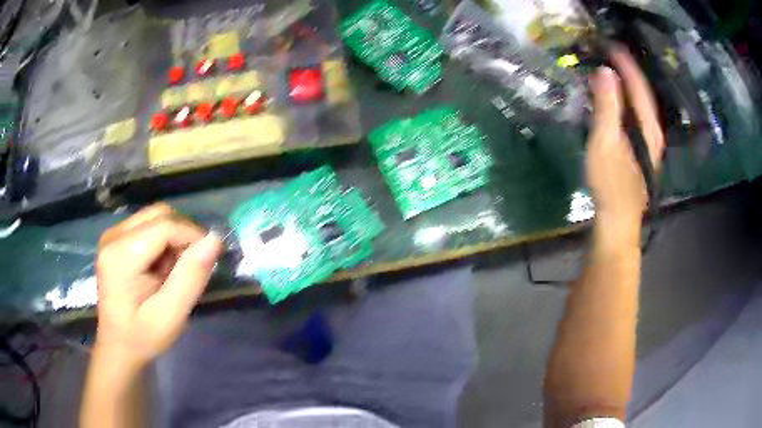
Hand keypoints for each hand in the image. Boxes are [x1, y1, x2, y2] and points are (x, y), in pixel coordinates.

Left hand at [94, 203, 223, 366]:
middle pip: (160, 214)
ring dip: (174, 237)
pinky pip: (148, 225)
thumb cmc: (143, 337)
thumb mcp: (170, 317)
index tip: (209, 261)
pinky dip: (163, 240)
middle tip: (190, 268)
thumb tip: (214, 240)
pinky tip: (161, 265)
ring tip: (174, 269)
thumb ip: (190, 278)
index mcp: (120, 255)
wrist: (117, 346)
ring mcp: (113, 234)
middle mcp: (113, 235)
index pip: (165, 225)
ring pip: (155, 216)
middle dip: (183, 235)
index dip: (193, 236)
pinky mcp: (116, 238)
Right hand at [586, 48, 664, 235]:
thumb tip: (605, 72)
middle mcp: (653, 130)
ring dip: (628, 83)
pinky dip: (627, 98)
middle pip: (643, 92)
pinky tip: (618, 95)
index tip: (610, 43)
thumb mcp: (605, 143)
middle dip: (628, 69)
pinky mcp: (642, 148)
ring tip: (613, 66)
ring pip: (641, 103)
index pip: (638, 86)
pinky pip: (636, 113)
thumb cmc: (611, 184)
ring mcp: (649, 140)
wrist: (618, 219)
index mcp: (647, 127)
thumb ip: (607, 107)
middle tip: (609, 50)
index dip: (625, 63)